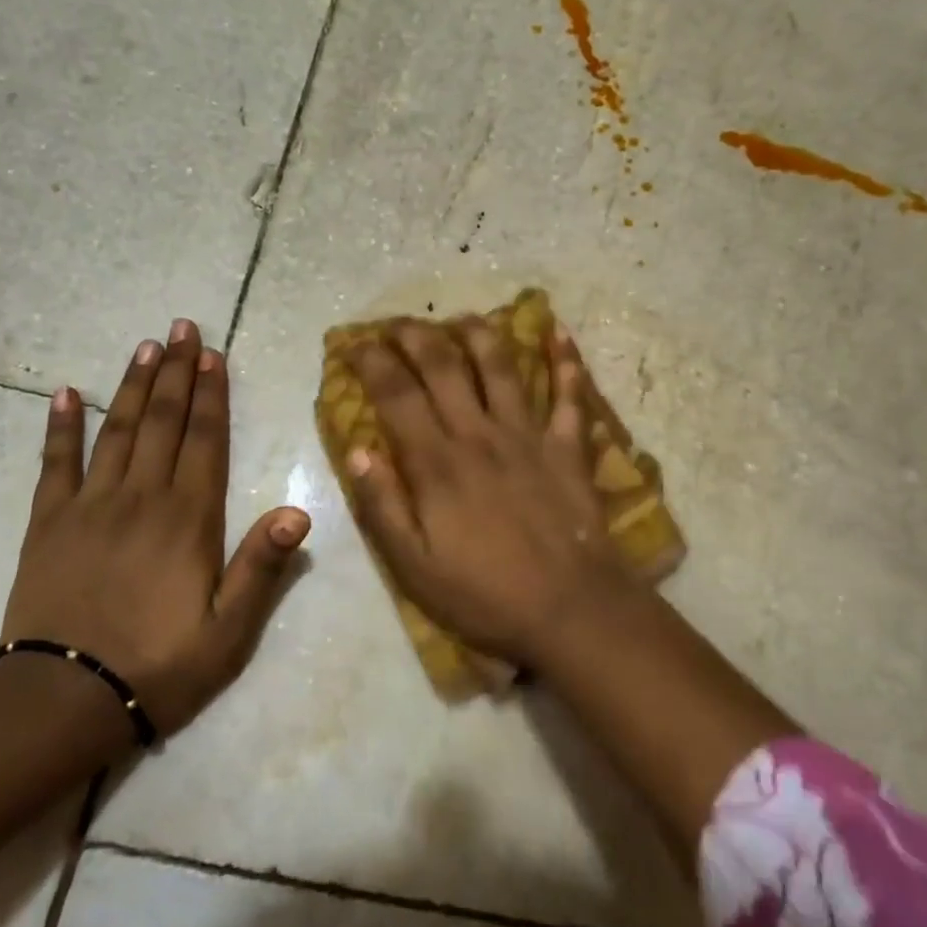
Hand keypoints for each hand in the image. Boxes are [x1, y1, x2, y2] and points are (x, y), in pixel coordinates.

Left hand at [2, 319, 309, 737]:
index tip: (214, 354)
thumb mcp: (228, 631)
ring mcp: (91, 505)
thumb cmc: (159, 666)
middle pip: (163, 421)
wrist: (64, 700)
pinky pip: (54, 463)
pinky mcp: (48, 522)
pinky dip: (59, 425)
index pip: (205, 440)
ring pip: (116, 429)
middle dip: (176, 371)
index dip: (212, 394)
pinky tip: (64, 393)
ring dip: (133, 384)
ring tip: (146, 346)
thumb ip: (261, 567)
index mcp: (189, 518)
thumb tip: (299, 511)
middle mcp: (142, 497)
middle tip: (182, 327)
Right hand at [343, 318, 645, 668]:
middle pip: (443, 365)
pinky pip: (569, 394)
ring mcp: (528, 435)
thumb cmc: (485, 594)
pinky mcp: (568, 446)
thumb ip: (383, 506)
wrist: (571, 609)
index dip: (372, 362)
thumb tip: (357, 451)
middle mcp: (479, 434)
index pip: (396, 394)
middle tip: (397, 323)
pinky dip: (565, 360)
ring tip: (460, 317)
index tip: (355, 344)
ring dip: (478, 333)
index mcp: (437, 463)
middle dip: (415, 334)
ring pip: (500, 365)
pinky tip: (557, 330)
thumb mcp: (413, 566)